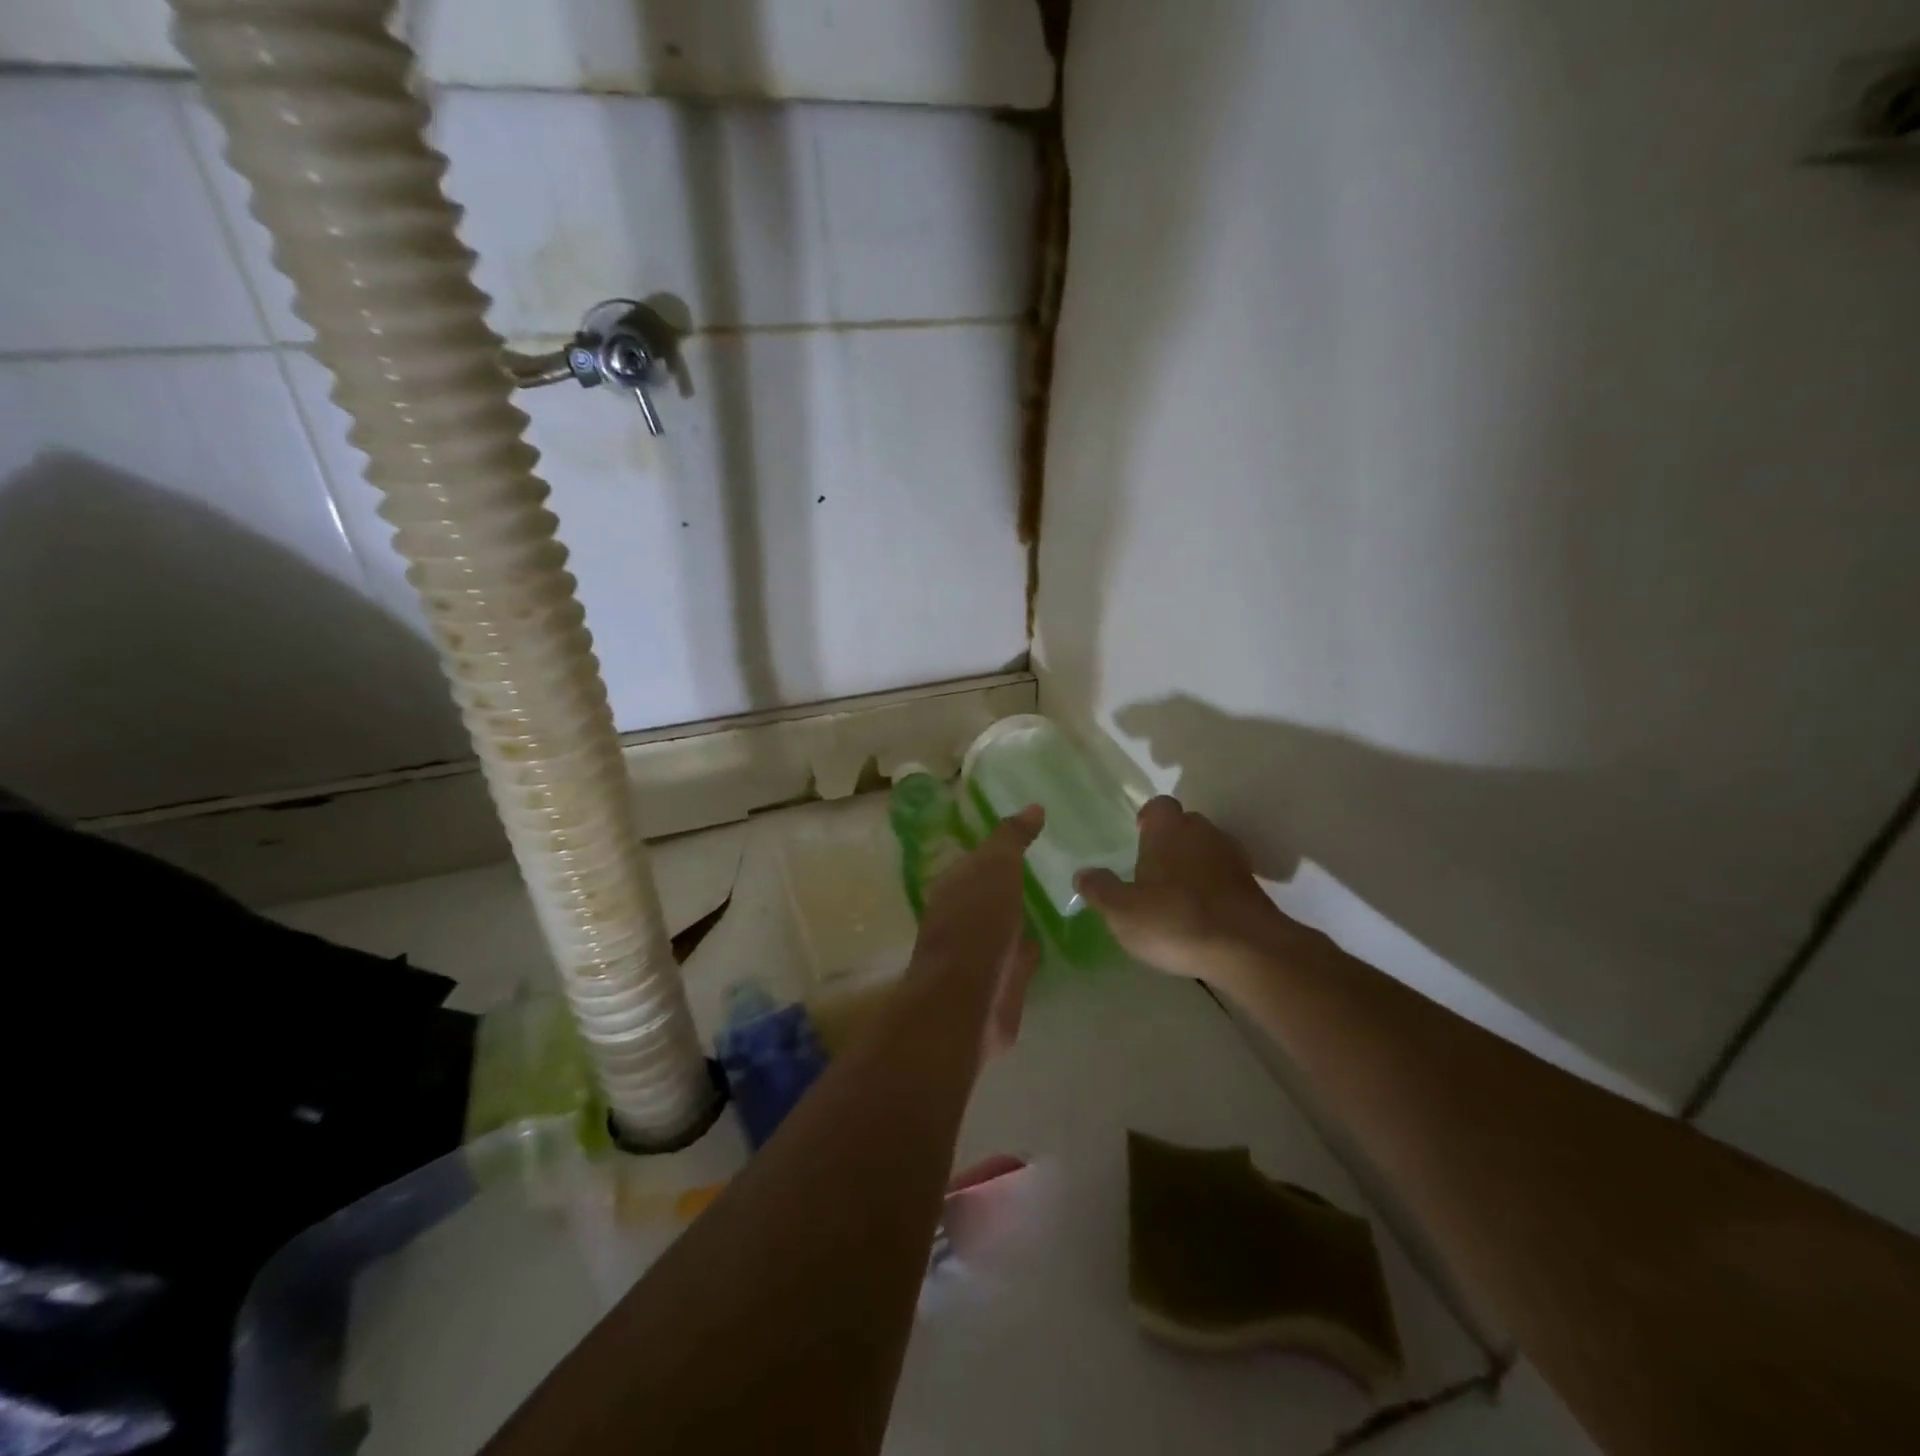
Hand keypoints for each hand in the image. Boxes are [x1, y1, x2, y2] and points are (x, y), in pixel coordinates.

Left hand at [912, 804, 1043, 1057]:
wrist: (967, 1000)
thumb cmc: (976, 923)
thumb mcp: (995, 867)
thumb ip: (1012, 839)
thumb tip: (1034, 806)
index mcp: (953, 885)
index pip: (978, 858)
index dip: (1001, 847)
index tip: (1031, 835)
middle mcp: (961, 916)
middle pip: (991, 891)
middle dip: (1011, 881)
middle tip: (1049, 864)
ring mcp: (979, 952)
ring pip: (1004, 925)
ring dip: (1020, 915)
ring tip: (1055, 898)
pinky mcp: (998, 983)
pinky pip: (1018, 957)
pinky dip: (1029, 947)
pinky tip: (1049, 939)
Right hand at [1075, 796, 1299, 984]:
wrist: (1247, 950)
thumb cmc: (1175, 920)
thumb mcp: (1122, 911)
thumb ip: (1100, 890)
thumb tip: (1082, 874)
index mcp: (1169, 831)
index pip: (1159, 806)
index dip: (1148, 818)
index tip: (1138, 834)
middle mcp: (1203, 834)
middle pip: (1186, 825)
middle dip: (1170, 840)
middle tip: (1152, 868)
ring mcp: (1232, 859)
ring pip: (1207, 850)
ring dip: (1193, 864)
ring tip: (1175, 893)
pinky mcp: (1252, 887)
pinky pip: (1225, 876)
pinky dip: (1213, 887)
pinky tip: (1200, 913)